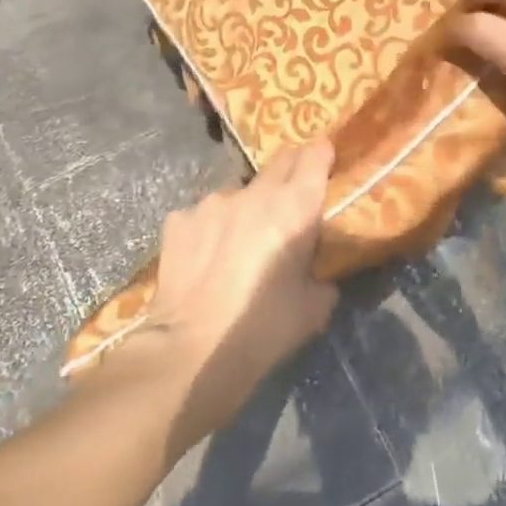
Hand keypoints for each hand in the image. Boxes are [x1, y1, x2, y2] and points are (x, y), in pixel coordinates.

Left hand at [121, 141, 337, 448]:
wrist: (190, 350)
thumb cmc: (263, 330)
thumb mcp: (315, 308)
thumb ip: (323, 275)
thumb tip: (318, 269)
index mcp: (294, 208)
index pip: (315, 156)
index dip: (323, 155)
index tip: (327, 161)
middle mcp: (253, 194)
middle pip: (280, 162)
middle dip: (291, 172)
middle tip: (293, 199)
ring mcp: (210, 203)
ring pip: (238, 194)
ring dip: (246, 208)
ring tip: (240, 243)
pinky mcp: (178, 220)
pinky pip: (203, 216)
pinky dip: (211, 229)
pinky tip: (206, 258)